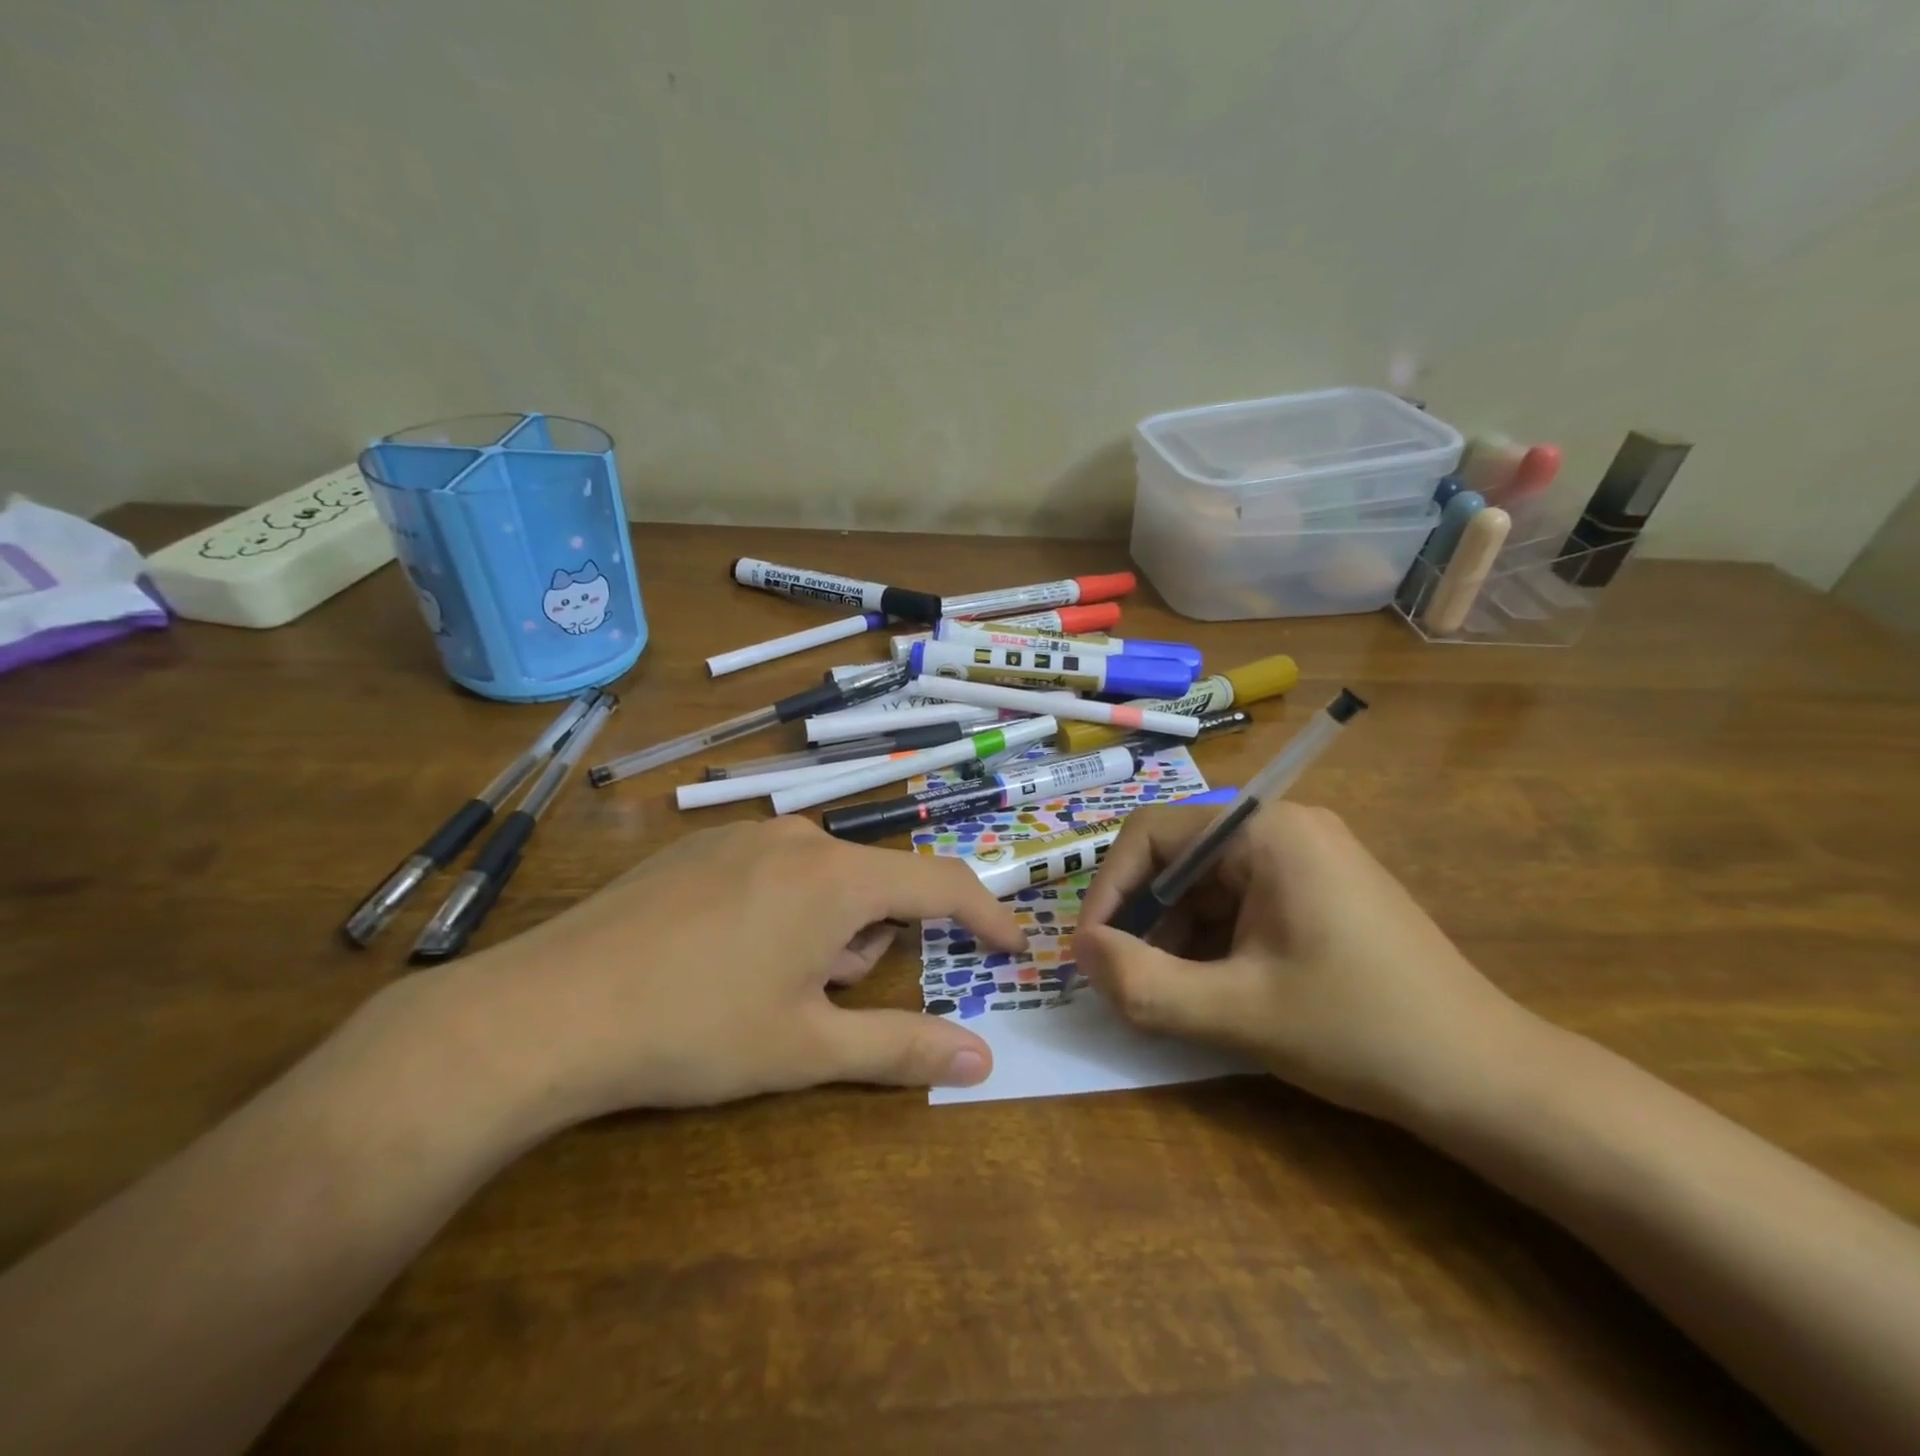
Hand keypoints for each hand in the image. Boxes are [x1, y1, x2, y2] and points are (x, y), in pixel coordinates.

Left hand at [433, 818, 1027, 1126]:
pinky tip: (720, 956)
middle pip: (871, 887)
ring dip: (820, 931)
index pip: (939, 883)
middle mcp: (798, 838)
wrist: (546, 1010)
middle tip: (815, 1000)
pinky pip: (773, 871)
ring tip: (761, 984)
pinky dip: (778, 910)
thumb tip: (981, 1058)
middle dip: (865, 944)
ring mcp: (742, 836)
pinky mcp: (699, 846)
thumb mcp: (807, 1046)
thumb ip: (902, 1045)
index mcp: (837, 876)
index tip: (1009, 946)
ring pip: (821, 881)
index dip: (983, 914)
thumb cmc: (694, 1029)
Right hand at [1074, 802, 1537, 1123]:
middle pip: (1179, 857)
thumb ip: (1143, 983)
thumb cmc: (1361, 1031)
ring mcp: (1306, 857)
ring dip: (1174, 934)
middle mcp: (1285, 827)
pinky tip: (1210, 988)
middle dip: (1143, 919)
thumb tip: (1078, 952)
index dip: (1110, 890)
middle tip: (1126, 981)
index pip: (1152, 833)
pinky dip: (1211, 940)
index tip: (1092, 952)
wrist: (1489, 1080)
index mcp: (1267, 832)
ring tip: (1167, 993)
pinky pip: (1240, 901)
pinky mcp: (1319, 889)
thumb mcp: (1237, 1013)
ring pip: (1206, 883)